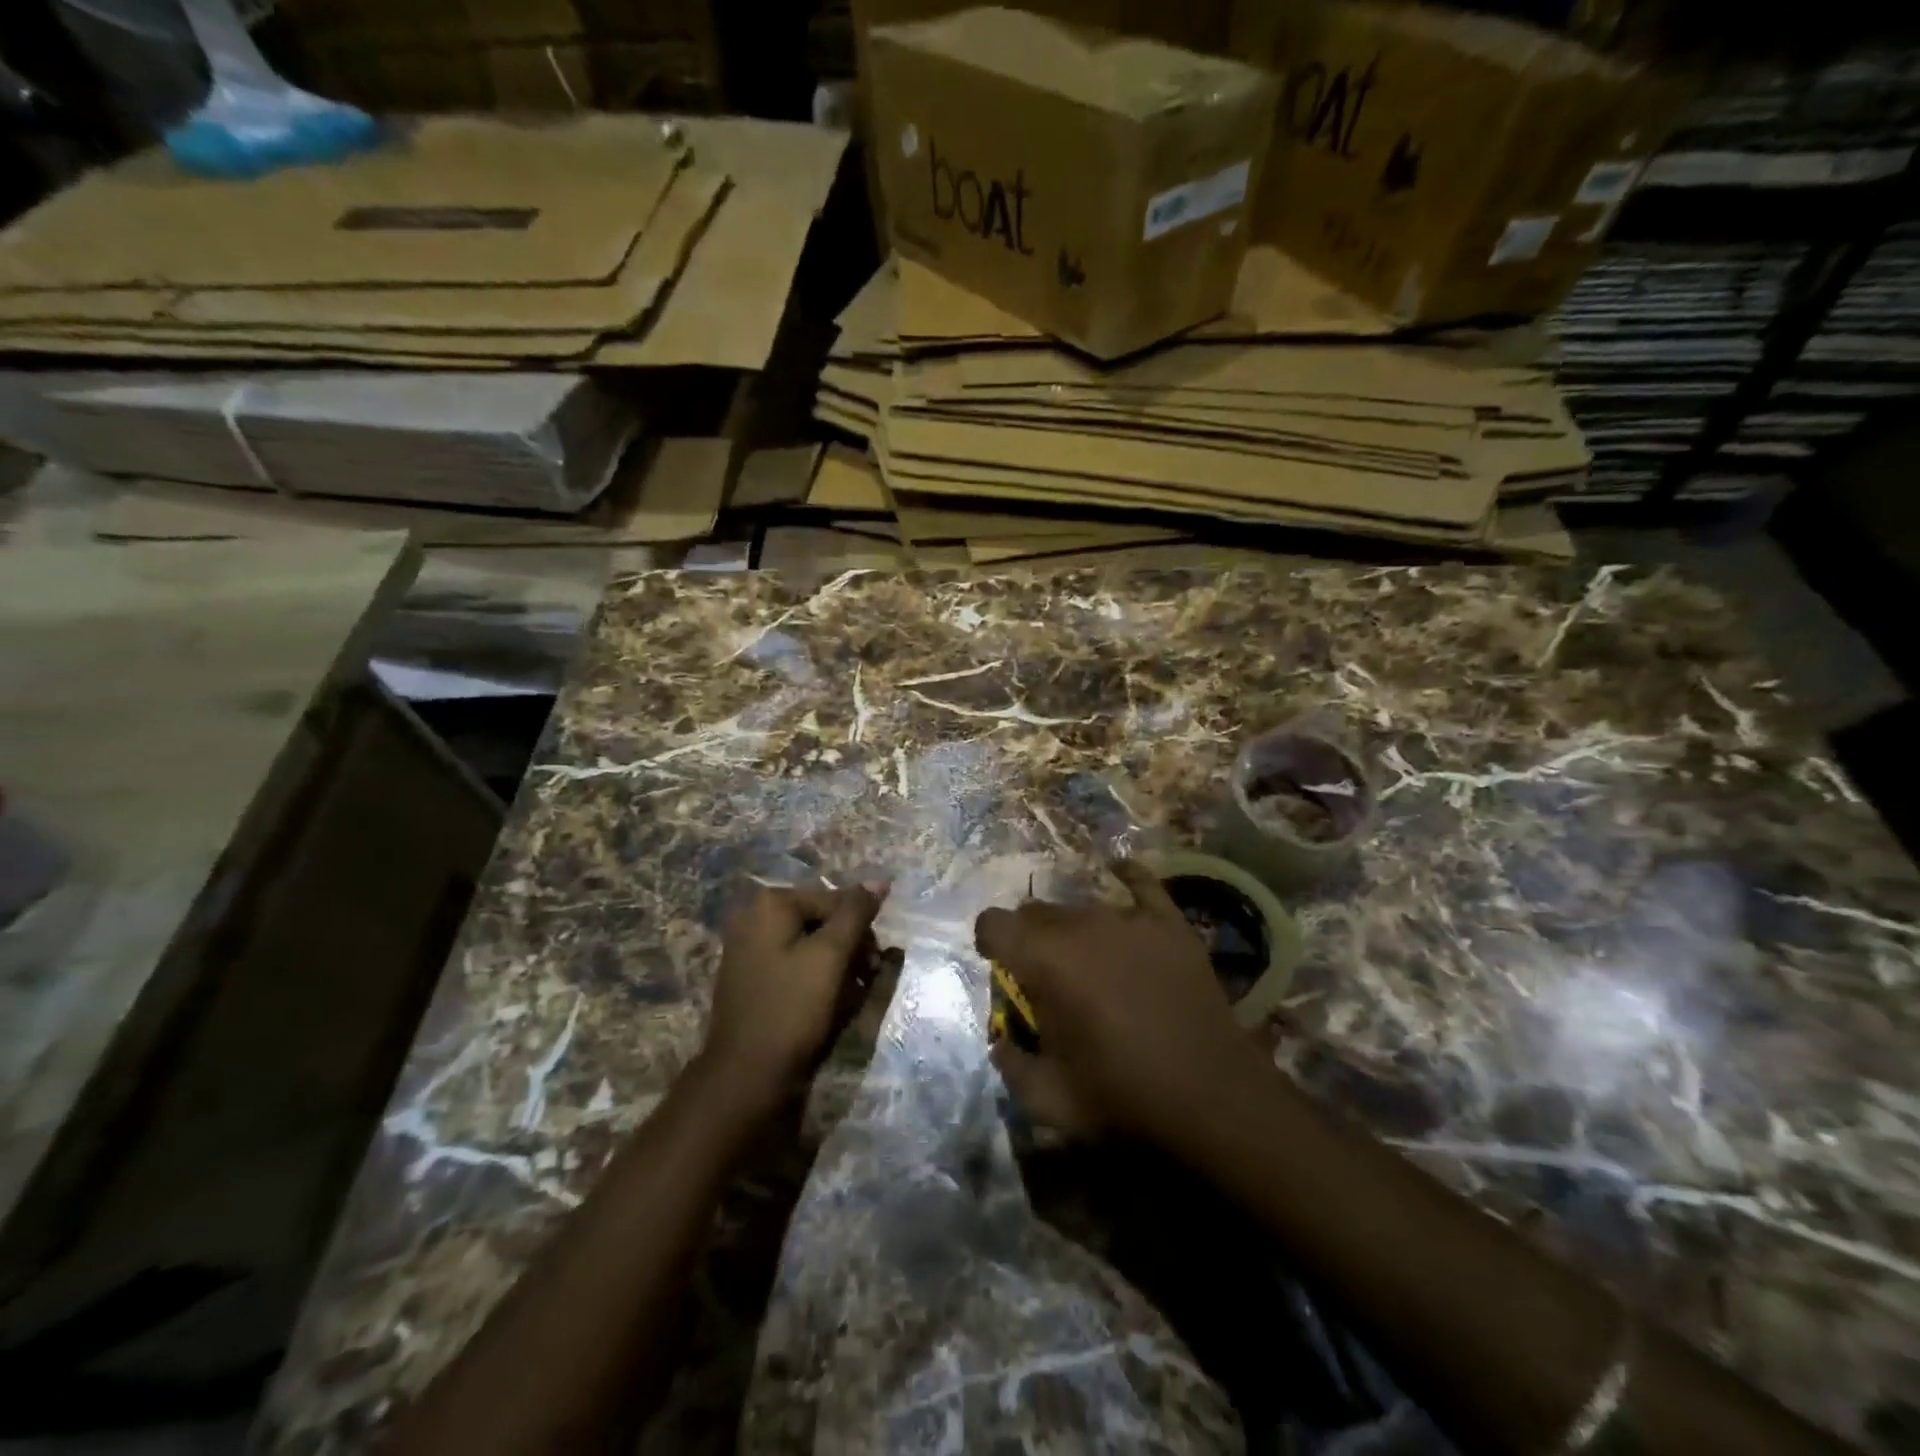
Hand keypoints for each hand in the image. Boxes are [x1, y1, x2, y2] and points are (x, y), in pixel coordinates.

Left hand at [703, 883, 888, 1112]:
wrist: (746, 1077)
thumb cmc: (793, 1009)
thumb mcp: (832, 956)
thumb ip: (856, 913)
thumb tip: (879, 881)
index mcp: (770, 904)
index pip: (835, 900)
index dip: (861, 930)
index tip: (874, 965)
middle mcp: (754, 918)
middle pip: (822, 921)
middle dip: (849, 948)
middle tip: (864, 981)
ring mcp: (749, 949)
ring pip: (811, 945)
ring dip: (837, 967)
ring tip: (847, 998)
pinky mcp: (751, 979)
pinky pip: (794, 966)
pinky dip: (815, 980)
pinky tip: (826, 1006)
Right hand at [975, 860, 1259, 1145]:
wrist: (1212, 1097)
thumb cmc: (1123, 1097)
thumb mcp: (1048, 1098)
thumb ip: (1010, 1063)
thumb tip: (1002, 1040)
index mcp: (1044, 960)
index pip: (994, 923)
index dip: (989, 942)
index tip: (999, 966)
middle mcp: (1080, 925)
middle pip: (1036, 912)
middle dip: (1030, 939)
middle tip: (1046, 977)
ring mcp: (1128, 919)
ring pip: (1081, 907)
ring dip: (1073, 929)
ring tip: (1090, 962)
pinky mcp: (1168, 923)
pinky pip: (1141, 882)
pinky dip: (1126, 876)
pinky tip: (1119, 872)